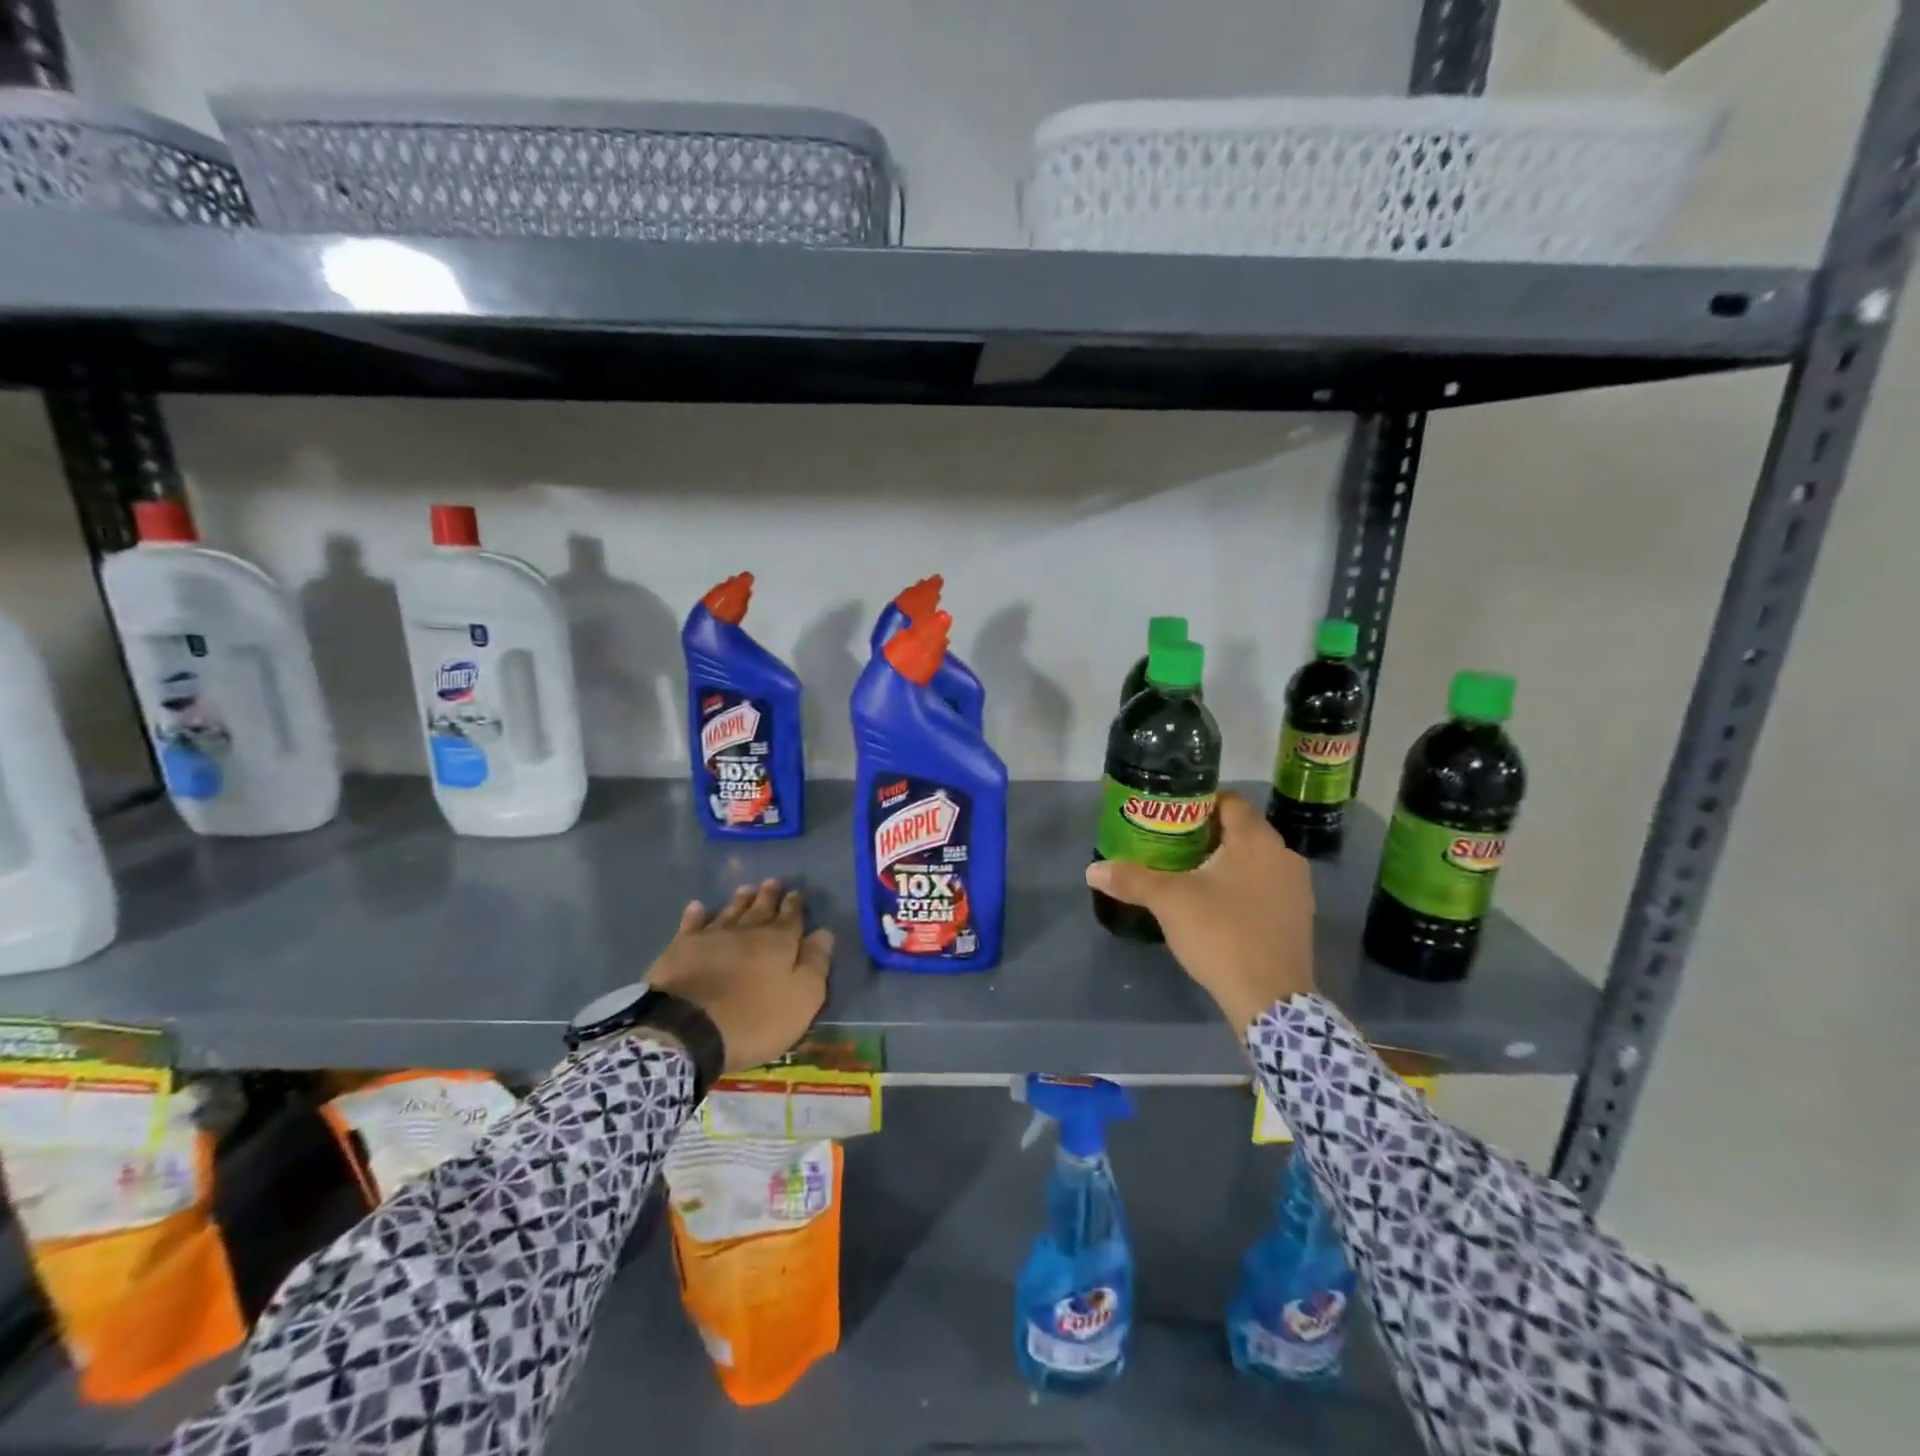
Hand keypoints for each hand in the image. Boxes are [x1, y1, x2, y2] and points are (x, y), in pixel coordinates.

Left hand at [644, 879, 833, 1073]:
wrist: (688, 1029)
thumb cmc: (754, 1019)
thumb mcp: (802, 998)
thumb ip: (815, 964)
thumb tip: (824, 933)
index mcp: (778, 943)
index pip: (791, 917)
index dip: (795, 905)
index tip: (798, 892)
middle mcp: (746, 932)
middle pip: (760, 909)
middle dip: (769, 896)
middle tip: (773, 881)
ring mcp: (711, 937)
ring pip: (730, 912)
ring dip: (739, 900)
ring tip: (746, 889)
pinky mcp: (681, 949)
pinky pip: (691, 925)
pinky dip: (696, 915)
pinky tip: (697, 906)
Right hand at [1085, 791, 1314, 1034]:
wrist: (1270, 999)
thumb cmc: (1221, 934)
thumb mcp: (1168, 902)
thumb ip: (1131, 879)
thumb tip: (1092, 870)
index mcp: (1256, 839)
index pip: (1230, 800)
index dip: (1198, 803)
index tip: (1169, 817)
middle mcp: (1283, 855)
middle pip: (1241, 830)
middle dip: (1206, 834)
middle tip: (1170, 845)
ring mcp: (1296, 888)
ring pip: (1254, 860)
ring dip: (1225, 861)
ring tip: (1189, 874)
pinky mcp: (1298, 917)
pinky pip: (1265, 886)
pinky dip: (1242, 886)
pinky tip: (1216, 905)